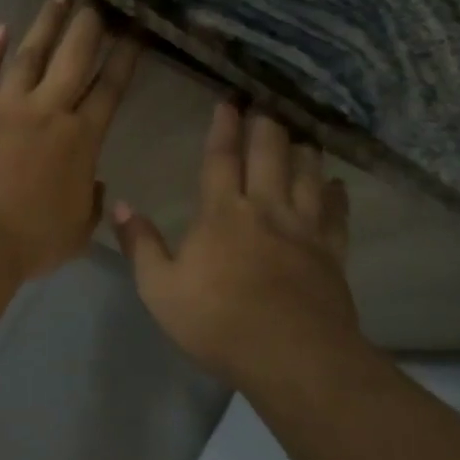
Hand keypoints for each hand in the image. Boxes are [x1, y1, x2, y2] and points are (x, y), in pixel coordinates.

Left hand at [0, 0, 141, 279]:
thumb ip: (90, 203)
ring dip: (45, 25)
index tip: (135, 30)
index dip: (125, 58)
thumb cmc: (30, 241)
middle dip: (88, 25)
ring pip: (30, 55)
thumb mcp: (76, 231)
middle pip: (72, 58)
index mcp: (80, 140)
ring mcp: (5, 107)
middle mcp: (47, 112)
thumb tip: (94, 184)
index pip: (109, 89)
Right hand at [113, 103, 361, 392]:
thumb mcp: (159, 289)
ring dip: (303, 151)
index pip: (222, 158)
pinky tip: (337, 185)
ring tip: (301, 134)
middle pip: (270, 155)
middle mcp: (266, 209)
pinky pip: (337, 215)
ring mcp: (304, 229)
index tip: (229, 102)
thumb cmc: (217, 322)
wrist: (291, 357)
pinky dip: (337, 195)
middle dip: (267, 126)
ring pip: (308, 175)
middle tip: (267, 105)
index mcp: (223, 213)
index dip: (224, 128)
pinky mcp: (332, 253)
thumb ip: (140, 244)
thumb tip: (121, 205)